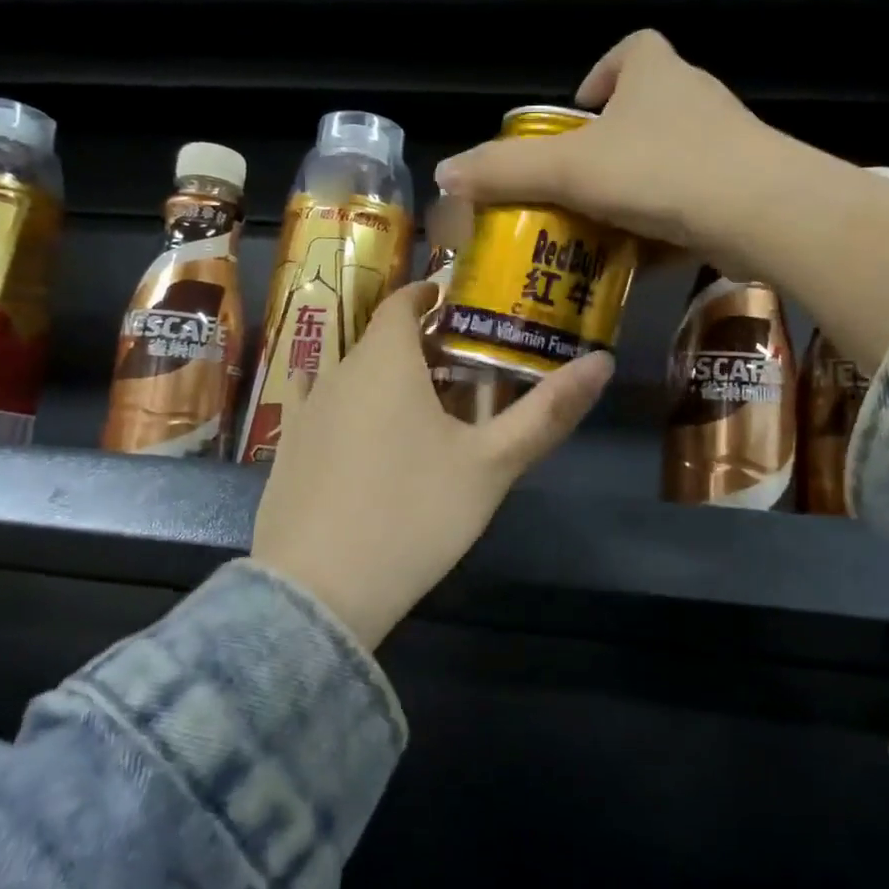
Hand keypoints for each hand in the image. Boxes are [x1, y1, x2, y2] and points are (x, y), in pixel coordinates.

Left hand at [250, 281, 613, 650]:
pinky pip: (320, 409)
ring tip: (419, 405)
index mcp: (385, 361)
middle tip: (461, 367)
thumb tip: (603, 361)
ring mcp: (305, 412)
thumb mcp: (491, 465)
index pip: (402, 303)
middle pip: (380, 341)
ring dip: (384, 378)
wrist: (318, 592)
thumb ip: (547, 412)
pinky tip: (360, 434)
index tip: (456, 302)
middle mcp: (337, 373)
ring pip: (351, 376)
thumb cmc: (414, 515)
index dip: (429, 296)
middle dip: (419, 344)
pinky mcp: (285, 451)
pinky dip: (347, 408)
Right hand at [432, 30, 779, 275]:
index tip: (578, 110)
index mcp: (656, 76)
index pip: (633, 50)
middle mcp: (693, 102)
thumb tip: (444, 172)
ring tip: (596, 229)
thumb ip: (507, 171)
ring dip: (633, 193)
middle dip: (609, 147)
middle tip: (573, 184)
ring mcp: (723, 148)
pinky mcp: (740, 192)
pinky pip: (689, 205)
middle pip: (646, 112)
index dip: (602, 73)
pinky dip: (661, 229)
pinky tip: (636, 263)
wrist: (762, 214)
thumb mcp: (571, 171)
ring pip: (667, 164)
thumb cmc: (660, 171)